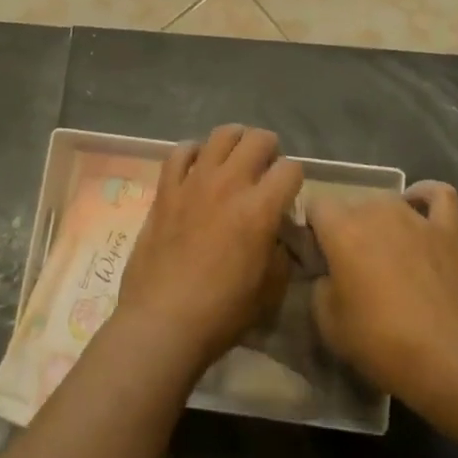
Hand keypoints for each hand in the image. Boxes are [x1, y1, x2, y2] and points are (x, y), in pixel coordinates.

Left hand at [118, 126, 303, 376]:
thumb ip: (281, 251)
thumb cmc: (223, 312)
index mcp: (260, 208)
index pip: (291, 168)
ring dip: (235, 142)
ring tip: (235, 160)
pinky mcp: (166, 190)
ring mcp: (194, 182)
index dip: (295, 180)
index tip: (288, 196)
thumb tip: (277, 233)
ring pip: (221, 135)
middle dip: (270, 150)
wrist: (163, 322)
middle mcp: (229, 184)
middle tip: (265, 171)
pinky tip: (197, 166)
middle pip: (258, 139)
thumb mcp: (271, 288)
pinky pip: (180, 151)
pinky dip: (193, 152)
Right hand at [307, 182, 457, 405]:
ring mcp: (416, 217)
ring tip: (383, 250)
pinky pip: (437, 194)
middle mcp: (377, 210)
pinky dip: (424, 195)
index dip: (312, 229)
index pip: (315, 206)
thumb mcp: (328, 324)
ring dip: (379, 219)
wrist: (449, 359)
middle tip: (349, 264)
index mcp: (342, 229)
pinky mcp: (448, 229)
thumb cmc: (381, 341)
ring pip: (388, 199)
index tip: (316, 256)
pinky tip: (418, 207)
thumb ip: (319, 286)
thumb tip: (327, 273)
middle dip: (345, 227)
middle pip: (351, 204)